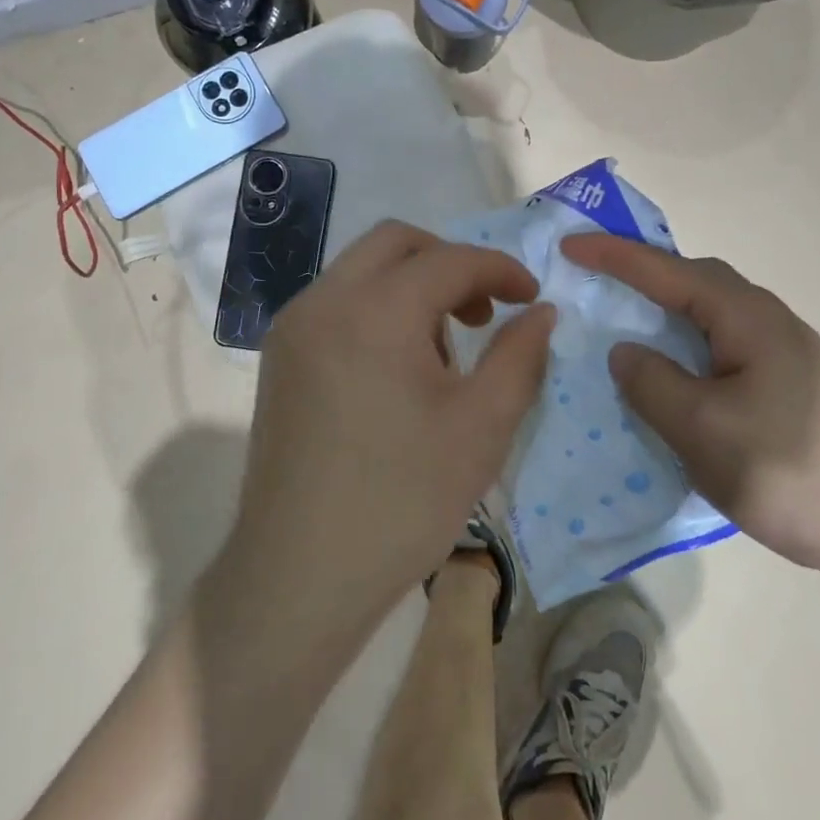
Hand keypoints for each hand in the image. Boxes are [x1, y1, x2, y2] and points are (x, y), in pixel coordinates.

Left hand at [234, 221, 555, 622]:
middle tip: (484, 310)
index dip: (500, 270)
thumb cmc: (401, 501)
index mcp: (374, 310)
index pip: (449, 260)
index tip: (532, 298)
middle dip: (450, 262)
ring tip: (443, 350)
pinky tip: (397, 369)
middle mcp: (323, 301)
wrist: (299, 576)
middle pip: (395, 243)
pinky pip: (337, 304)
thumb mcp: (481, 427)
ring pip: (361, 270)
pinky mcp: (279, 358)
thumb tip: (541, 313)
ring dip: (411, 285)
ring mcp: (292, 329)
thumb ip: (519, 356)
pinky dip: (377, 308)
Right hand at [561, 234, 819, 591]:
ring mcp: (782, 360)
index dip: (613, 256)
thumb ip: (653, 382)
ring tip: (621, 329)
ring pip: (707, 323)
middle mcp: (766, 324)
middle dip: (641, 277)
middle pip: (693, 285)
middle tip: (593, 281)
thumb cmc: (795, 469)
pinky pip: (719, 356)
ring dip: (663, 318)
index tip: (567, 246)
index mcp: (746, 317)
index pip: (667, 272)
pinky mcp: (787, 394)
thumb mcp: (704, 428)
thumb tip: (624, 351)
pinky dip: (683, 356)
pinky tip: (670, 385)